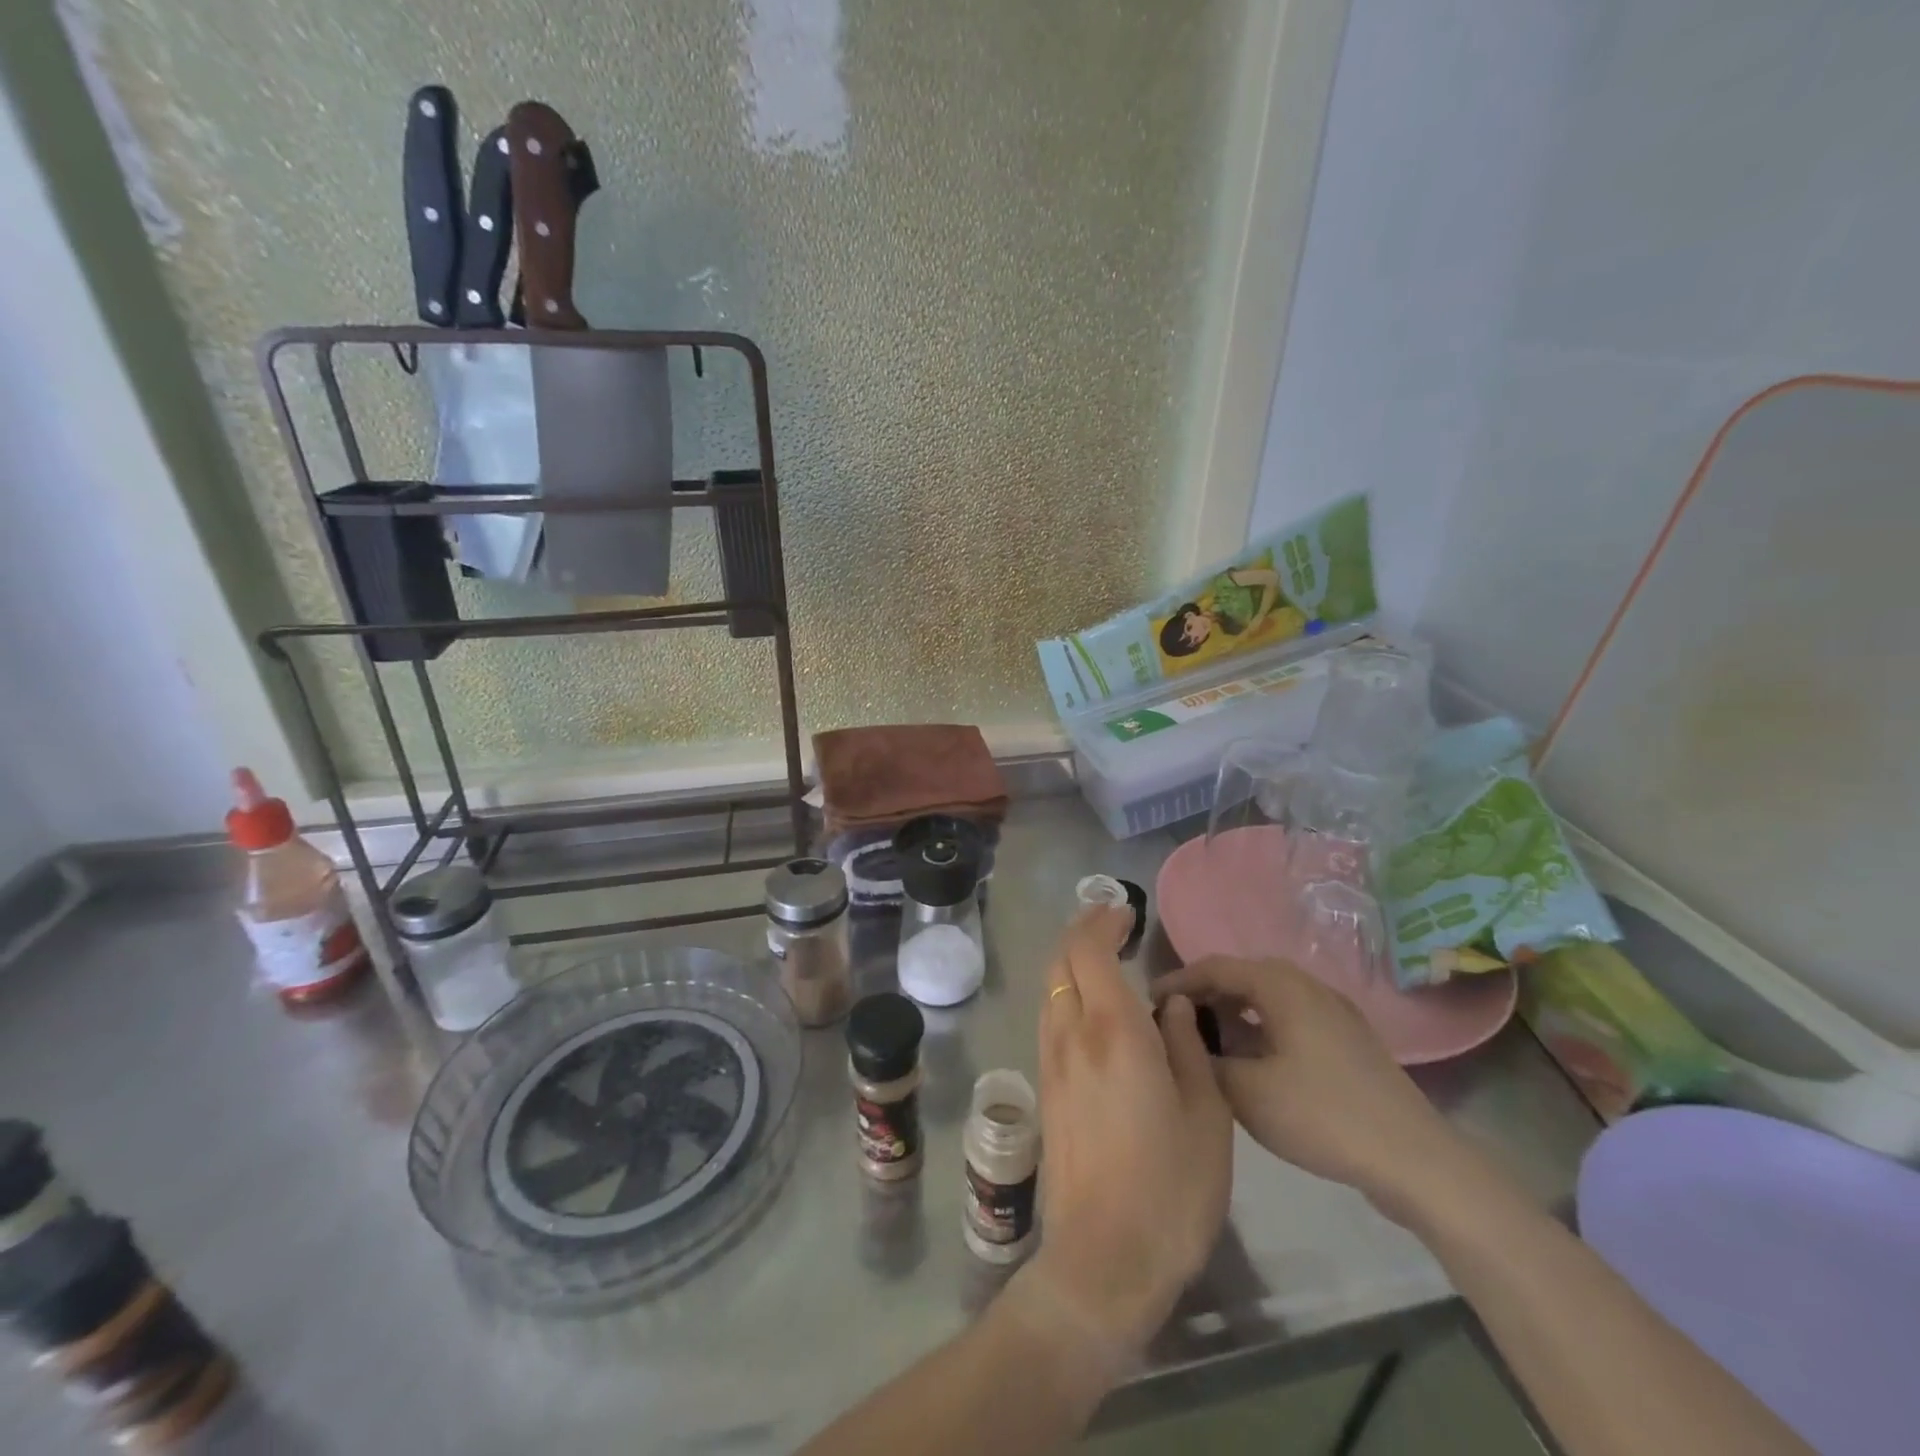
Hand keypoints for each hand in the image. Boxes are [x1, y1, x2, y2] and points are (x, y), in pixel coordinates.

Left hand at [1025, 905, 1232, 1358]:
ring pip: (1051, 989)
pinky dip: (1067, 993)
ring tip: (1104, 959)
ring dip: (1071, 962)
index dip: (1102, 922)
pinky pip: (1051, 1018)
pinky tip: (1094, 1009)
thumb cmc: (1170, 1188)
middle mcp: (1071, 1035)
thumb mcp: (1205, 1114)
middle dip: (1082, 932)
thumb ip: (1185, 1046)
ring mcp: (1051, 1062)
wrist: (1103, 1259)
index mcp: (1112, 1031)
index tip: (1125, 911)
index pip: (1090, 950)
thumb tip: (1169, 1004)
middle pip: (1061, 962)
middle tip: (1113, 924)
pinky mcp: (1045, 1089)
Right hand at [1150, 956, 1470, 1224]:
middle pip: (1243, 977)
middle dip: (1205, 995)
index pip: (1215, 967)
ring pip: (1268, 998)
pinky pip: (1290, 1017)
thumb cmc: (1322, 1115)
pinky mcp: (1348, 1039)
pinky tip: (1252, 1060)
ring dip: (1234, 1012)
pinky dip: (1261, 1027)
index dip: (1178, 981)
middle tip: (1175, 1021)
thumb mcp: (1245, 1091)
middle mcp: (1307, 985)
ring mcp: (1334, 1011)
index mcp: (1281, 986)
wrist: (1415, 1160)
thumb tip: (1180, 1032)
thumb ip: (1203, 1055)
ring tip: (1208, 1041)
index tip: (1148, 1001)